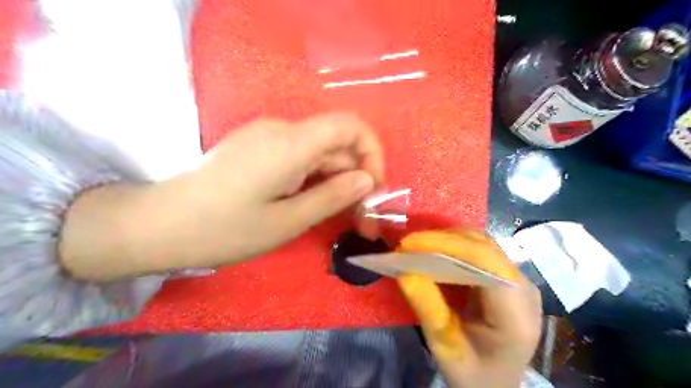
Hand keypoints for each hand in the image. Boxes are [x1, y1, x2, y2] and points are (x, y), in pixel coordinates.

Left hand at [61, 112, 383, 278]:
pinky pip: (300, 156)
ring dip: (336, 179)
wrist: (160, 224)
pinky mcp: (257, 147)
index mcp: (290, 143)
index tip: (372, 186)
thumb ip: (332, 197)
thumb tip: (367, 179)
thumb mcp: (286, 222)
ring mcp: (266, 136)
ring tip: (339, 214)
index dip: (372, 150)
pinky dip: (316, 177)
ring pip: (319, 151)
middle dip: (356, 174)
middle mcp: (281, 130)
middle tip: (360, 215)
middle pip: (336, 141)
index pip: (350, 124)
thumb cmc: (224, 229)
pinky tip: (312, 202)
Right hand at [398, 229, 541, 385]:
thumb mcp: (446, 349)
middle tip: (407, 246)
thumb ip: (428, 310)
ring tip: (417, 248)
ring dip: (446, 241)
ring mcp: (517, 279)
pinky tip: (433, 254)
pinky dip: (452, 248)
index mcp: (516, 314)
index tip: (409, 244)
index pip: (485, 262)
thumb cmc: (475, 374)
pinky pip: (479, 251)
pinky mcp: (506, 276)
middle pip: (484, 247)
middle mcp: (523, 288)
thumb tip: (405, 272)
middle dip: (442, 240)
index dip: (446, 245)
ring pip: (481, 243)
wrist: (497, 384)